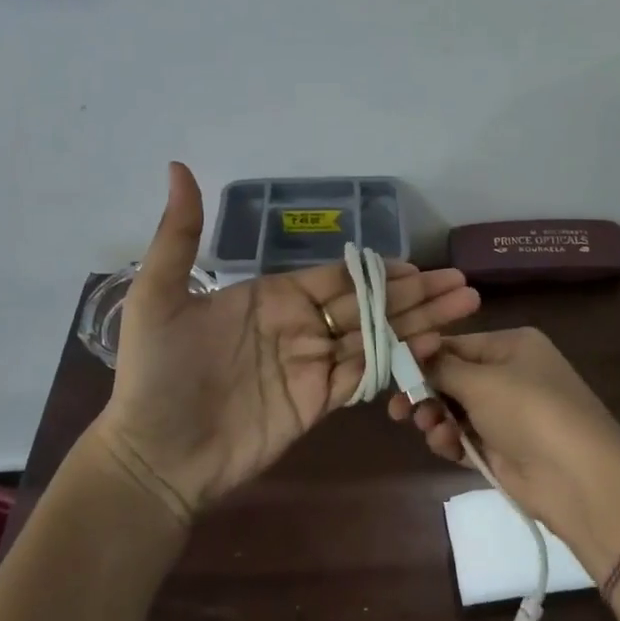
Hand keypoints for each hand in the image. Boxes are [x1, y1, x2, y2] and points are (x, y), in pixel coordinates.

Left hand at [86, 164, 480, 520]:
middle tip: (461, 284)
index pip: (337, 278)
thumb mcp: (157, 297)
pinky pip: (366, 375)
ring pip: (376, 337)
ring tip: (465, 309)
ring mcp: (312, 365)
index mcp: (272, 297)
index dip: (378, 271)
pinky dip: (399, 361)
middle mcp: (300, 326)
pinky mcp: (319, 402)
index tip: (418, 266)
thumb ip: (180, 236)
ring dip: (420, 323)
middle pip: (368, 304)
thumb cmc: (156, 374)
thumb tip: (178, 166)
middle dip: (415, 294)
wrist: (155, 454)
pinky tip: (432, 347)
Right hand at [387, 327, 619, 556]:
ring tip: (429, 429)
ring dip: (436, 419)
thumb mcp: (480, 380)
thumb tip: (411, 352)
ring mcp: (508, 414)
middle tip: (396, 409)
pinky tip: (444, 446)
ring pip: (456, 410)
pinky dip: (451, 441)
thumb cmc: (528, 410)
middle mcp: (511, 374)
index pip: (456, 344)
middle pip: (453, 378)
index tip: (391, 372)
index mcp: (513, 345)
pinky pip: (466, 438)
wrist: (578, 476)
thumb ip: (440, 368)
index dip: (422, 358)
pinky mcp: (504, 449)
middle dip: (425, 392)